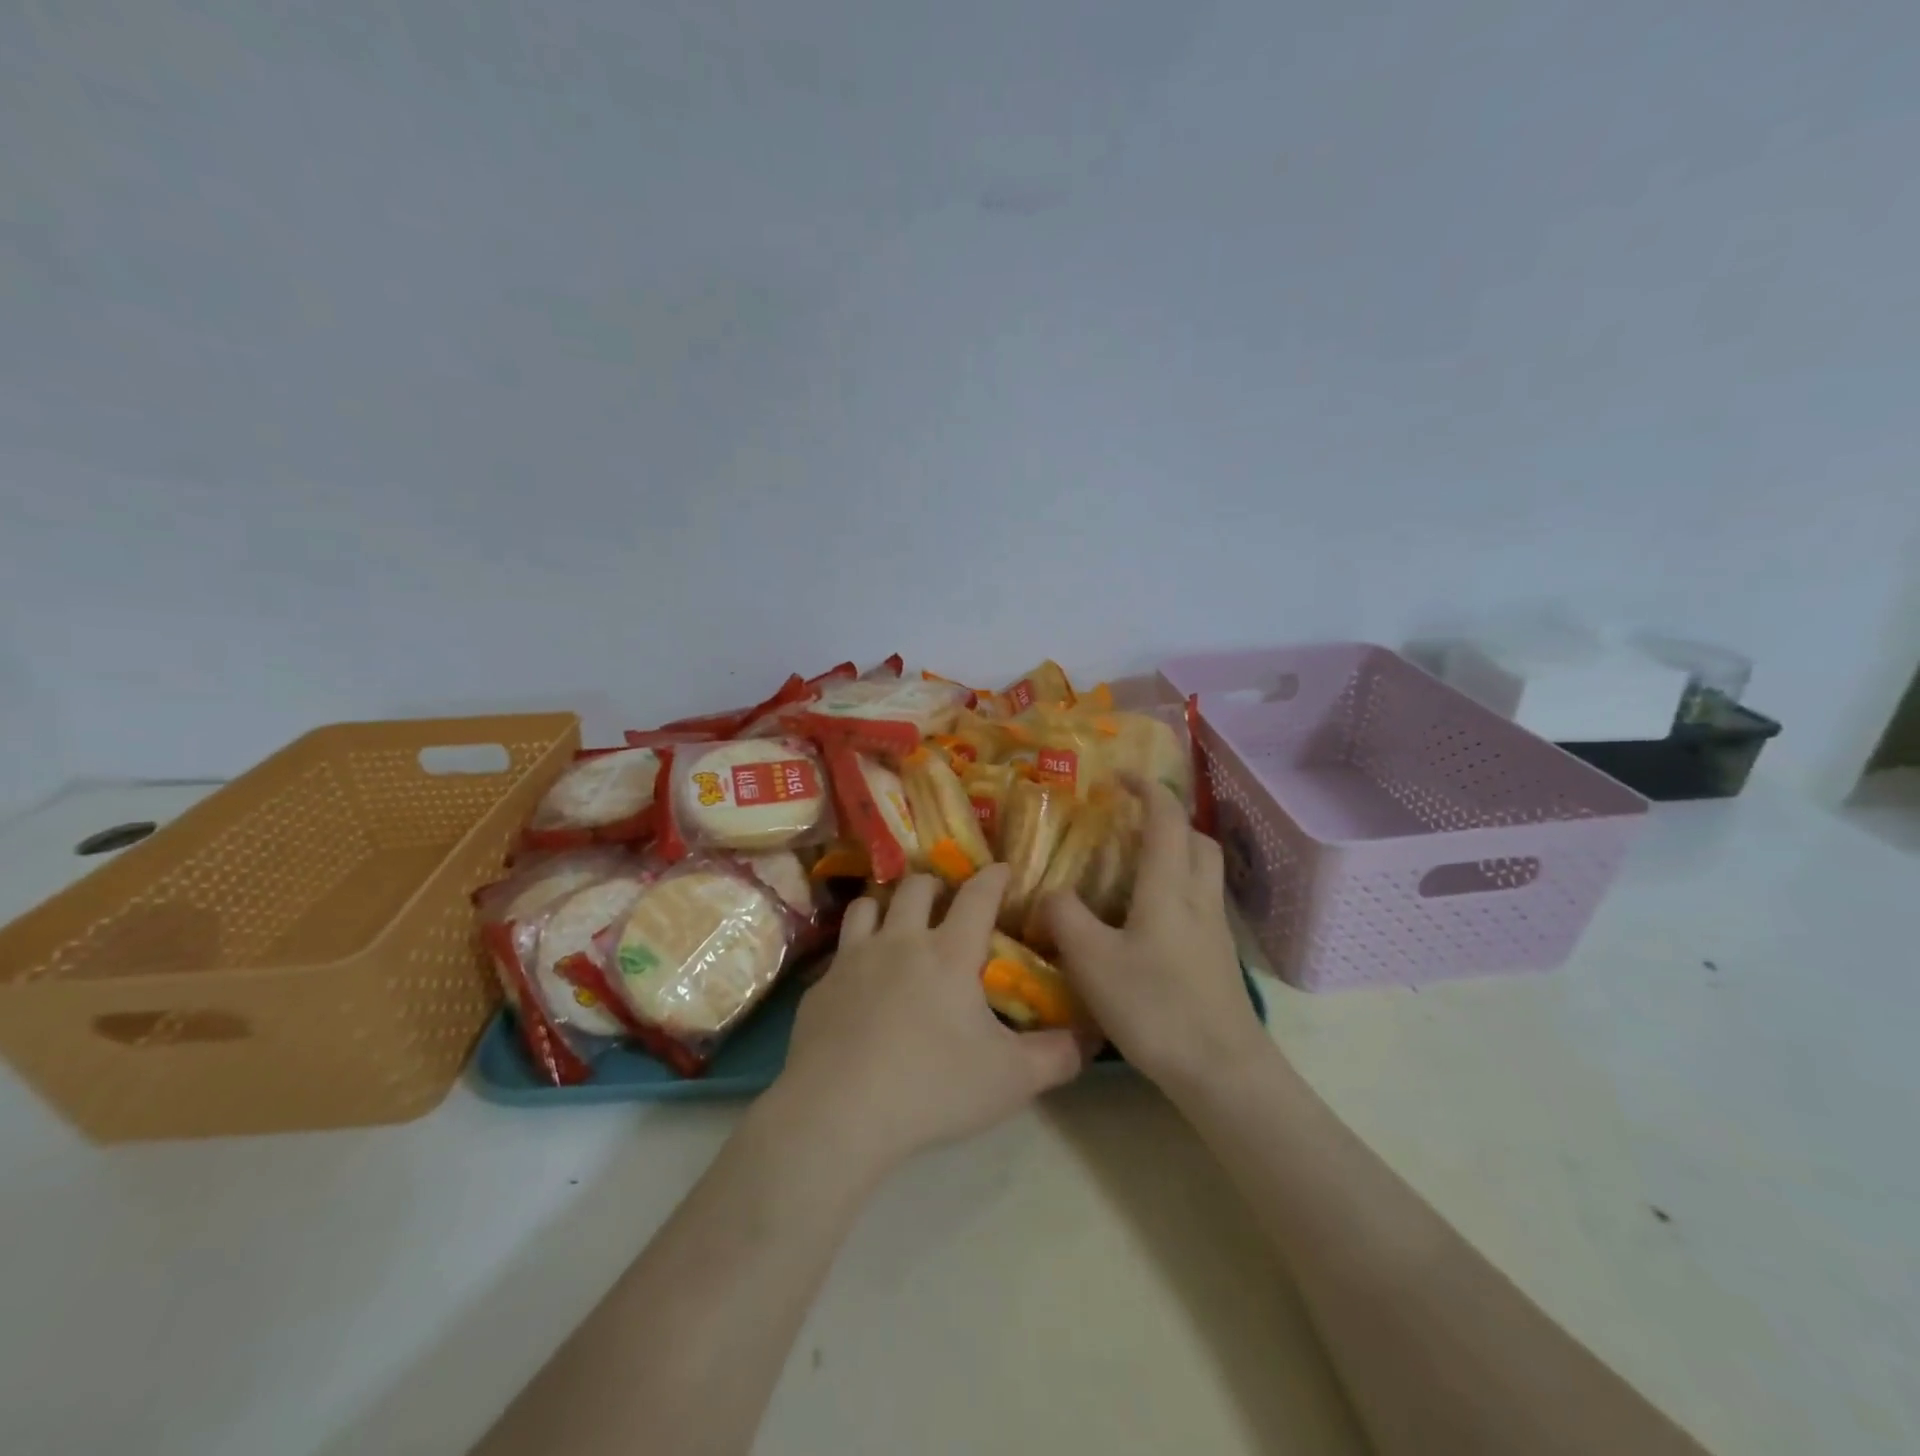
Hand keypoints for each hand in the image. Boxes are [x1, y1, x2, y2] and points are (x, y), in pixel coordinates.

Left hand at [774, 865, 1086, 1174]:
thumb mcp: (1011, 1080)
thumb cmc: (933, 1088)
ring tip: (897, 926)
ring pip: (868, 906)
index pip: (977, 895)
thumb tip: (1089, 1037)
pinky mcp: (820, 986)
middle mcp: (900, 941)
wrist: (838, 1112)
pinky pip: (839, 952)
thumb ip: (1056, 1056)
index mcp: (949, 953)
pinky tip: (859, 984)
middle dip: (936, 884)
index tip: (1001, 870)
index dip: (993, 877)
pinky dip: (854, 953)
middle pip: (916, 886)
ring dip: (887, 907)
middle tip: (947, 902)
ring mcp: (854, 959)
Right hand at [1040, 781, 1270, 1092]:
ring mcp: (1216, 930)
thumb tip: (1052, 893)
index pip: (1166, 818)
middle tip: (1131, 826)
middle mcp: (1199, 898)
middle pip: (1197, 839)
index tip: (1121, 777)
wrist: (1221, 1070)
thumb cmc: (1155, 1007)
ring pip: (1204, 871)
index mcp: (1169, 887)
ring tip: (1136, 869)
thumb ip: (1066, 918)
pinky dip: (1178, 890)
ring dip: (1177, 854)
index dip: (1147, 789)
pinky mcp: (1220, 958)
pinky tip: (1148, 921)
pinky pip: (1202, 903)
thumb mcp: (1092, 962)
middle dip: (1168, 820)